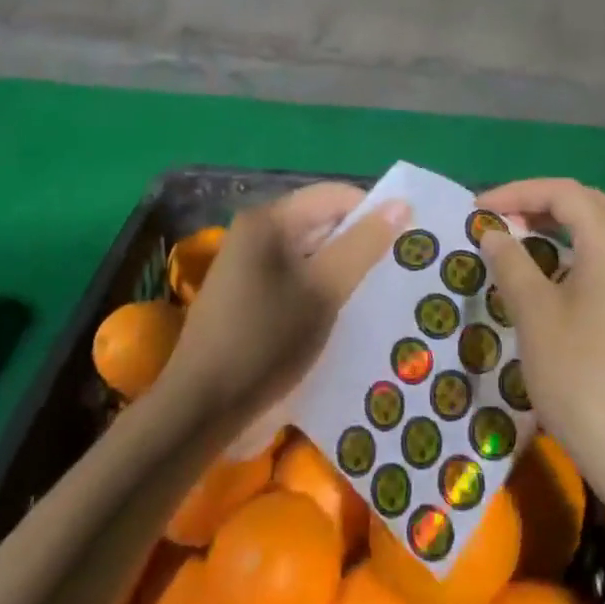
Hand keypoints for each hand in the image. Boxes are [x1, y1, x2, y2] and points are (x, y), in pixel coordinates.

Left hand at [160, 182, 409, 423]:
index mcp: (270, 219)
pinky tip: (340, 313)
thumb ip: (363, 245)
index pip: (335, 196)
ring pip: (310, 252)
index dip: (372, 214)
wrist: (201, 408)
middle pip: (322, 221)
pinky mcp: (247, 293)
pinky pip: (295, 275)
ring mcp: (248, 262)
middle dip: (359, 243)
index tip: (404, 245)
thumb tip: (401, 204)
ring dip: (342, 269)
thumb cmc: (266, 341)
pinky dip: (320, 287)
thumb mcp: (324, 291)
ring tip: (375, 295)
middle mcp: (256, 231)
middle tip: (395, 273)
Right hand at [477, 179, 604, 498]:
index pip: (564, 194)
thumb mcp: (534, 314)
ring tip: (545, 231)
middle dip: (545, 204)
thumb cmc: (581, 378)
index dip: (518, 193)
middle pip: (595, 204)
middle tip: (504, 221)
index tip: (479, 211)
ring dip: (582, 221)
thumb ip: (512, 262)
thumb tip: (494, 231)